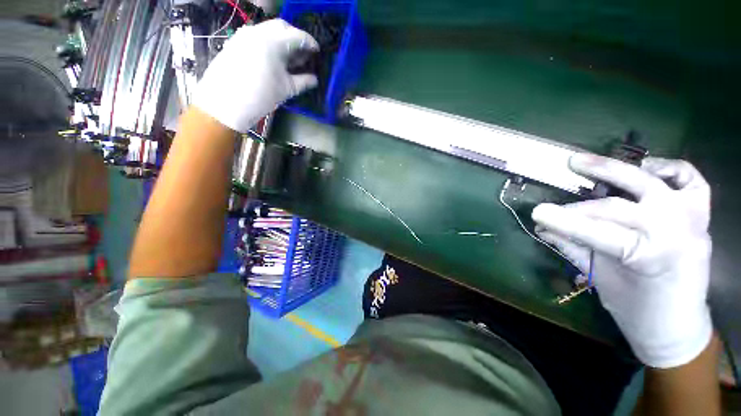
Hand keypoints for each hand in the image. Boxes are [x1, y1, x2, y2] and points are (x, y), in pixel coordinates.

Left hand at [194, 19, 318, 132]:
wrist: (225, 103)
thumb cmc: (260, 97)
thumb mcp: (286, 90)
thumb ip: (303, 82)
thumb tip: (315, 79)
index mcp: (273, 42)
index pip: (297, 35)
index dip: (310, 42)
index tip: (317, 50)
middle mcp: (258, 31)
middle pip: (282, 27)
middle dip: (295, 37)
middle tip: (303, 53)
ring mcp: (244, 35)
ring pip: (268, 30)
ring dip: (281, 39)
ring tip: (288, 57)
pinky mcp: (235, 42)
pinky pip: (257, 35)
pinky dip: (269, 43)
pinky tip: (272, 58)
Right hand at [531, 155, 712, 368]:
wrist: (678, 323)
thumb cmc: (637, 309)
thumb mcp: (600, 279)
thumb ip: (573, 248)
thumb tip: (542, 229)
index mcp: (652, 257)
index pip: (599, 231)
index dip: (564, 221)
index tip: (536, 214)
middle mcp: (677, 232)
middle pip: (617, 207)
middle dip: (578, 208)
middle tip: (548, 205)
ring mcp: (693, 219)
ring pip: (651, 182)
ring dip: (612, 169)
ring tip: (579, 162)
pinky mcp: (700, 213)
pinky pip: (690, 179)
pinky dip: (668, 168)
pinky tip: (644, 168)